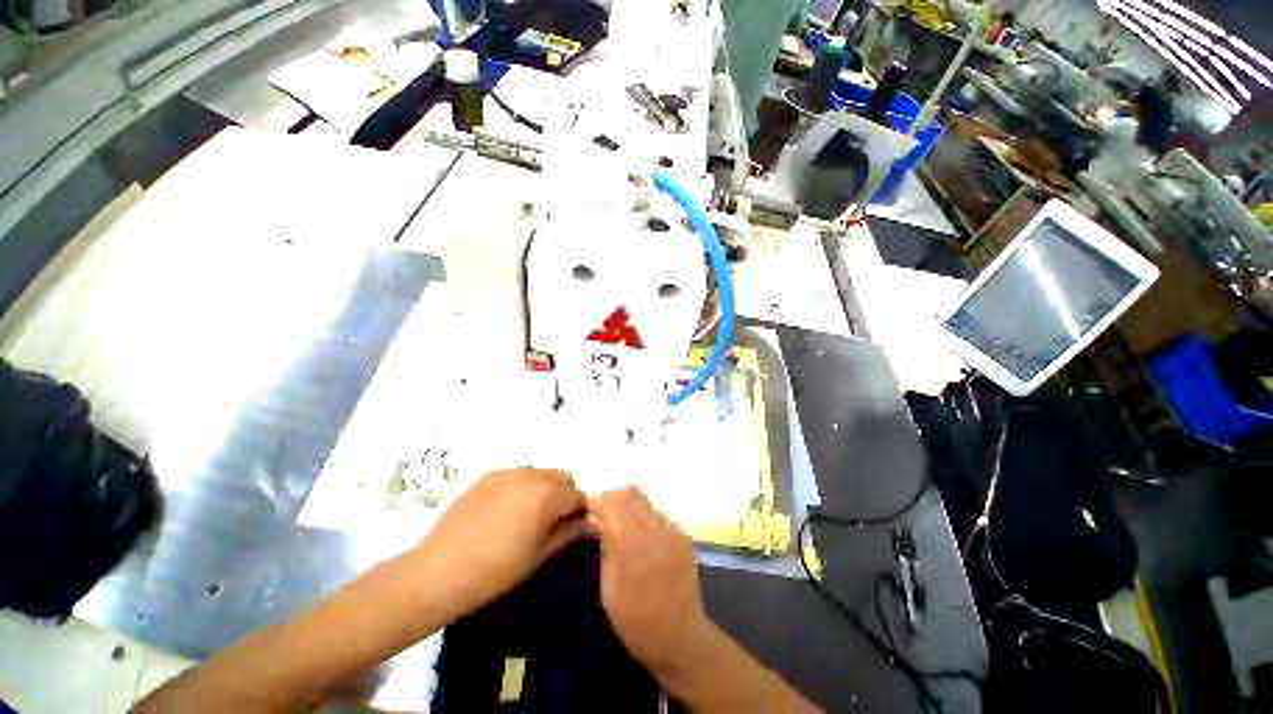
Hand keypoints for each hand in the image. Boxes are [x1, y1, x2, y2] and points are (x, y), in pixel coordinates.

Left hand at [414, 468, 587, 617]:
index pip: (579, 496)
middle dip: (564, 498)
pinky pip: (512, 477)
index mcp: (544, 494)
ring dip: (542, 492)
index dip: (582, 515)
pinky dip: (519, 490)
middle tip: (553, 529)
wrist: (444, 569)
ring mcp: (499, 474)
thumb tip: (587, 524)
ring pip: (535, 475)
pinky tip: (506, 518)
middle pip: (560, 478)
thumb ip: (567, 534)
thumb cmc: (498, 570)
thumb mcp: (540, 556)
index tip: (575, 535)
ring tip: (529, 524)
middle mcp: (525, 475)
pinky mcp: (480, 480)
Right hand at [590, 488, 820, 712]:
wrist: (677, 637)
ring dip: (628, 512)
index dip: (596, 505)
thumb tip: (596, 519)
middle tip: (598, 526)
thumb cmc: (634, 618)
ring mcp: (676, 535)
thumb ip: (607, 546)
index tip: (584, 520)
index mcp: (636, 541)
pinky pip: (659, 519)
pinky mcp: (685, 543)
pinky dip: (643, 522)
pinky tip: (636, 546)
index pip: (613, 501)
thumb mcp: (608, 585)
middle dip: (612, 503)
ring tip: (615, 536)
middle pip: (632, 495)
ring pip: (646, 505)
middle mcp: (660, 530)